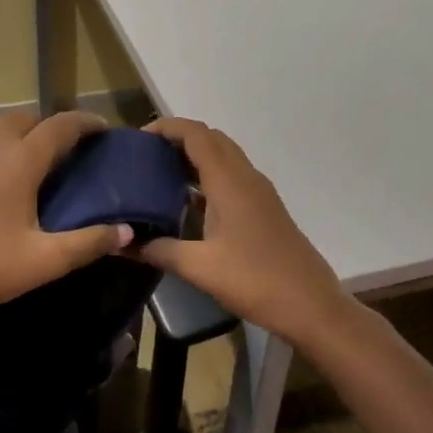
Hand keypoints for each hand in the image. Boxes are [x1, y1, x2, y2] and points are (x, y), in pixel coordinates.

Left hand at [0, 109, 130, 342]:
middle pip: (24, 120)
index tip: (101, 129)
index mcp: (19, 161)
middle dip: (46, 128)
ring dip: (13, 141)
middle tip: (60, 154)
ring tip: (21, 171)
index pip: (61, 126)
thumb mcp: (41, 262)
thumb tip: (126, 230)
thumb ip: (88, 243)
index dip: (85, 123)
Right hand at [134, 118, 349, 342]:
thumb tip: (120, 243)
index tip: (139, 138)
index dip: (168, 127)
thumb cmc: (255, 280)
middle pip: (211, 139)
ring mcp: (259, 192)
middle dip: (179, 138)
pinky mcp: (264, 207)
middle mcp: (246, 177)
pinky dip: (208, 175)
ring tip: (161, 172)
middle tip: (146, 155)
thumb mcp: (200, 268)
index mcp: (229, 182)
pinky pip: (232, 175)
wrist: (311, 305)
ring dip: (195, 155)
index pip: (197, 135)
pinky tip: (189, 201)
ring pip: (224, 156)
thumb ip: (159, 250)